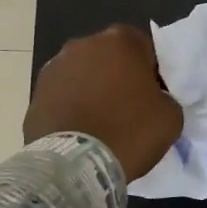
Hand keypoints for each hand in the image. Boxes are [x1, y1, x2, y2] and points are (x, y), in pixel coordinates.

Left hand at [24, 24, 181, 179]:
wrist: (74, 166)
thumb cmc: (129, 132)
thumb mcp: (170, 115)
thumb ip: (165, 96)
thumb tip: (153, 98)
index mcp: (120, 41)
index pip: (143, 46)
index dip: (151, 70)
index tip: (153, 93)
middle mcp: (83, 44)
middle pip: (109, 56)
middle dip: (118, 75)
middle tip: (128, 106)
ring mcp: (54, 68)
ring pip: (83, 74)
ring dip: (92, 89)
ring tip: (101, 122)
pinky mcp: (35, 94)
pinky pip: (63, 96)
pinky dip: (72, 107)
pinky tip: (81, 131)